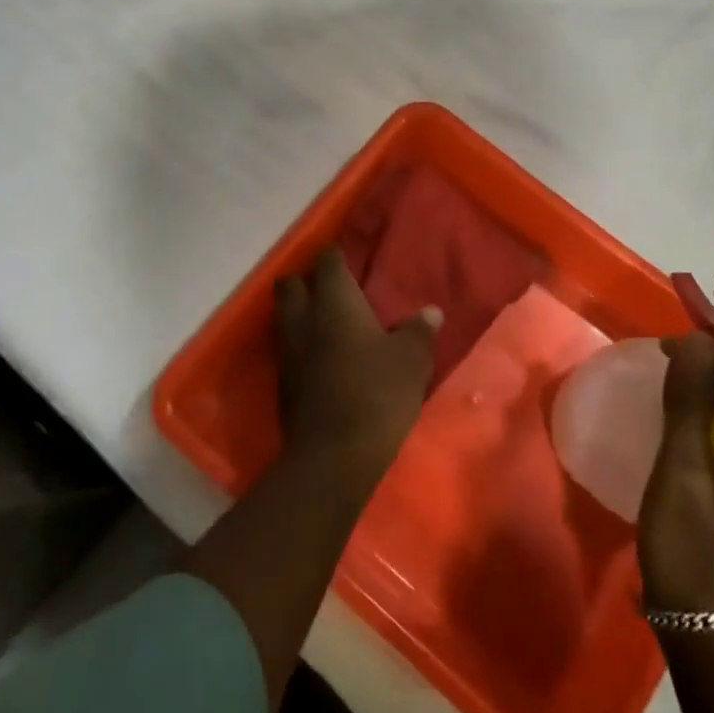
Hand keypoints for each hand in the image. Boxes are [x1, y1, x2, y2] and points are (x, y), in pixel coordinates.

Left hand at [274, 248, 441, 469]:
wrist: (333, 456)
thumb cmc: (377, 393)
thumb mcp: (411, 360)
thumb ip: (419, 331)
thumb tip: (430, 312)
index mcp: (333, 302)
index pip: (327, 262)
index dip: (336, 256)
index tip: (350, 258)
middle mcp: (303, 319)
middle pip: (291, 284)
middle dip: (307, 280)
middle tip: (333, 289)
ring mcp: (287, 351)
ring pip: (285, 316)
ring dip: (301, 313)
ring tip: (328, 321)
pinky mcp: (283, 382)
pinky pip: (288, 347)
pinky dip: (301, 343)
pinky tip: (324, 356)